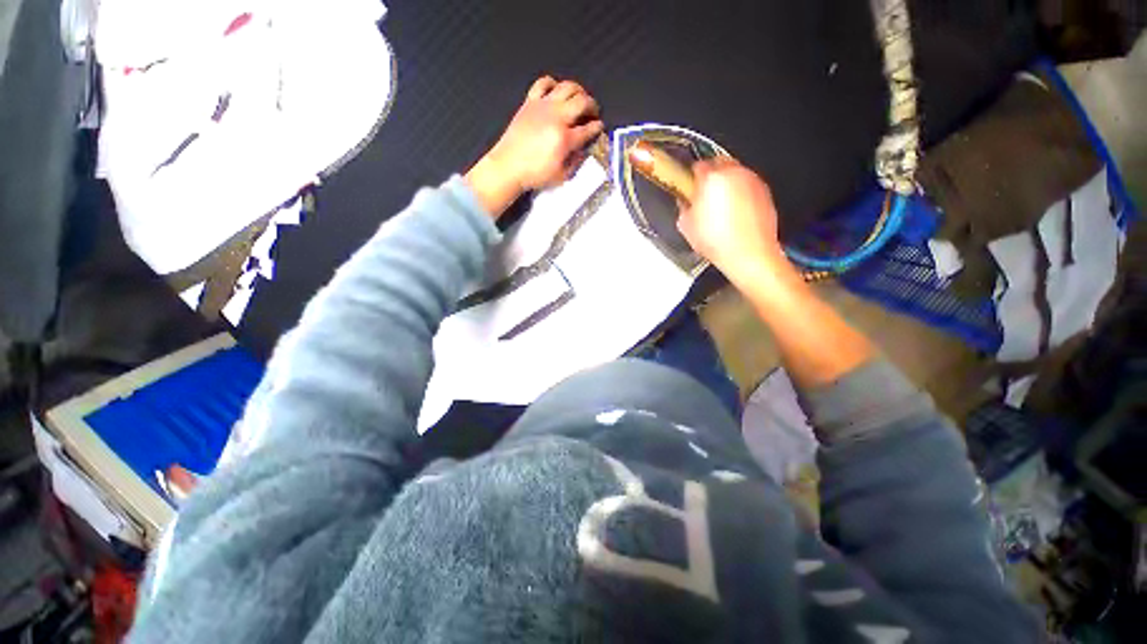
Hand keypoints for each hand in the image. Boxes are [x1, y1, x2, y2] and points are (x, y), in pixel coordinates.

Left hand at [467, 77, 604, 217]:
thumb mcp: (561, 176)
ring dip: (578, 91)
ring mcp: (543, 106)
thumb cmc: (535, 175)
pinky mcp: (530, 102)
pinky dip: (553, 84)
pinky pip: (543, 83)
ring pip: (567, 87)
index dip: (597, 128)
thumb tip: (582, 149)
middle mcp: (557, 117)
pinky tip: (556, 92)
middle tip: (593, 113)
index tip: (599, 128)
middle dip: (593, 106)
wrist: (508, 166)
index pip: (588, 129)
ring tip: (579, 100)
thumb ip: (575, 161)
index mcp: (565, 139)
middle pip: (582, 101)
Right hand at [677, 159, 787, 285]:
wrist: (749, 254)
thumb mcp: (686, 226)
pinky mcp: (764, 191)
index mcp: (711, 178)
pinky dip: (741, 194)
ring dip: (727, 184)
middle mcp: (734, 173)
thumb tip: (685, 202)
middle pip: (719, 163)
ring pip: (735, 173)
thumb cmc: (718, 241)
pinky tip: (735, 214)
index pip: (698, 165)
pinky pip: (748, 186)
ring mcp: (752, 180)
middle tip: (704, 195)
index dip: (691, 177)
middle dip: (711, 176)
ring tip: (720, 207)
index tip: (688, 187)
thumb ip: (683, 207)